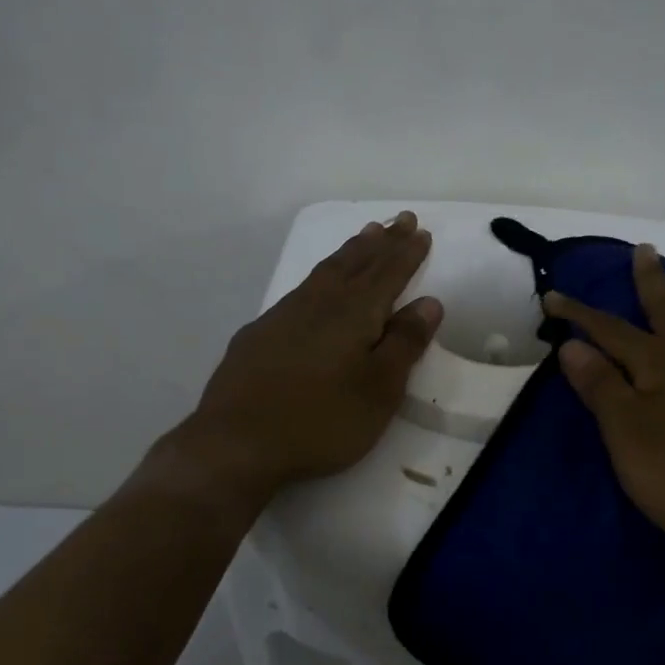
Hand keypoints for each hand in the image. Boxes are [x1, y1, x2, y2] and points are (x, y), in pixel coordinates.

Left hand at [150, 212, 441, 507]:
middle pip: (356, 263)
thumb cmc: (321, 421)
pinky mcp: (259, 334)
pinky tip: (317, 285)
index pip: (387, 274)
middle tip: (399, 220)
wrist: (236, 443)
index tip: (420, 231)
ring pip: (325, 271)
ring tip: (365, 235)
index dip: (406, 253)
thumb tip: (429, 302)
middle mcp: (319, 304)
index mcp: (353, 314)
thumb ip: (404, 343)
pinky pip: (301, 289)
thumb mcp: (379, 390)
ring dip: (350, 251)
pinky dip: (320, 276)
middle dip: (381, 242)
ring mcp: (283, 316)